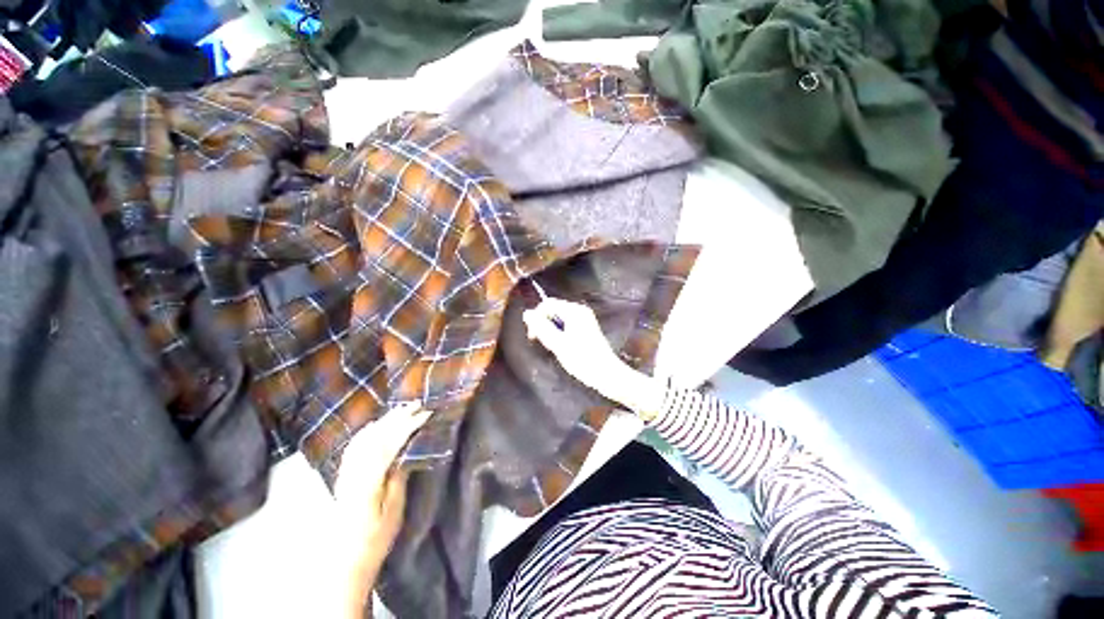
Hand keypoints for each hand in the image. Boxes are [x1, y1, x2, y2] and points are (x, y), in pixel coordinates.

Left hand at [333, 401, 431, 615]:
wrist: (343, 560)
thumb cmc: (374, 539)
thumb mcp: (393, 511)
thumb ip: (397, 478)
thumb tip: (406, 451)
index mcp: (368, 481)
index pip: (390, 444)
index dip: (408, 426)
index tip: (426, 414)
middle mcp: (353, 471)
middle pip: (375, 436)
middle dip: (397, 417)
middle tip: (417, 404)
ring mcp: (345, 472)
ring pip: (364, 437)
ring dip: (384, 420)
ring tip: (402, 409)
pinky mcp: (343, 474)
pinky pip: (355, 444)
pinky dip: (370, 429)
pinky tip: (378, 425)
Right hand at [523, 298, 663, 416]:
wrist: (607, 374)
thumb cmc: (582, 359)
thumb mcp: (558, 344)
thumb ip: (541, 327)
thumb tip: (526, 313)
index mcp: (574, 311)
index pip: (547, 305)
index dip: (537, 318)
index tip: (533, 337)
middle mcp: (580, 310)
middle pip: (553, 310)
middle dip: (545, 325)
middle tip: (545, 345)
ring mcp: (584, 319)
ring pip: (559, 319)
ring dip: (552, 331)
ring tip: (555, 348)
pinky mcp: (586, 328)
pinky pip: (567, 325)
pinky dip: (560, 334)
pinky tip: (563, 347)